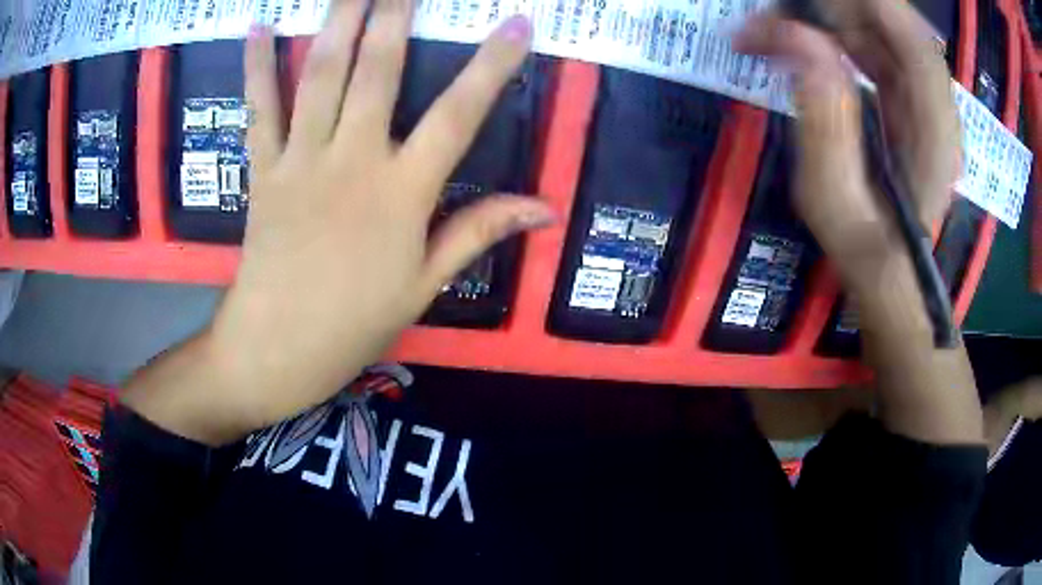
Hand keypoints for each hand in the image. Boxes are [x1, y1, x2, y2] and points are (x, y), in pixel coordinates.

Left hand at [124, 0, 552, 443]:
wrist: (277, 347)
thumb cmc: (355, 322)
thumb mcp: (425, 284)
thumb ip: (479, 232)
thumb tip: (544, 209)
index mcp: (401, 193)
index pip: (459, 115)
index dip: (492, 67)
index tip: (517, 25)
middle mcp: (352, 161)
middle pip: (377, 72)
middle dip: (395, 16)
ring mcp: (301, 160)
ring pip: (320, 77)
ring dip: (337, 22)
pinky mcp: (263, 170)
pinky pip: (259, 110)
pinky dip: (256, 67)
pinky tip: (258, 28)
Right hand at [734, 0, 958, 289]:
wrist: (889, 272)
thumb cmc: (865, 250)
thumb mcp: (834, 201)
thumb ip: (824, 122)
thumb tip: (796, 39)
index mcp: (935, 133)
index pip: (913, 40)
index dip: (867, 5)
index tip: (805, 1)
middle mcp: (936, 104)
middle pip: (893, 23)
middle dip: (834, 7)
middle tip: (776, 20)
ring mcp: (922, 97)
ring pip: (880, 27)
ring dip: (829, 17)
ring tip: (779, 33)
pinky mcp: (907, 95)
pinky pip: (874, 42)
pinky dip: (836, 32)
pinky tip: (804, 45)